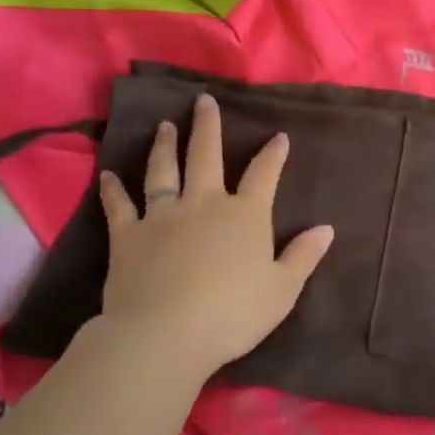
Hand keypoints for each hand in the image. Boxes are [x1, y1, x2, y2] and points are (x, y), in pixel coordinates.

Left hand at [81, 94, 333, 401]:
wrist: (165, 334)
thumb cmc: (232, 314)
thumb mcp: (282, 290)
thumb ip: (303, 256)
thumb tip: (326, 228)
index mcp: (245, 215)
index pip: (264, 175)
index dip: (273, 154)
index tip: (279, 136)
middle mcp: (204, 203)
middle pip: (206, 155)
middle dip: (207, 126)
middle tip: (203, 100)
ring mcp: (163, 215)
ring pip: (163, 170)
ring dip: (165, 146)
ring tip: (165, 126)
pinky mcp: (128, 235)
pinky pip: (119, 206)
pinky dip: (113, 189)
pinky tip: (107, 175)